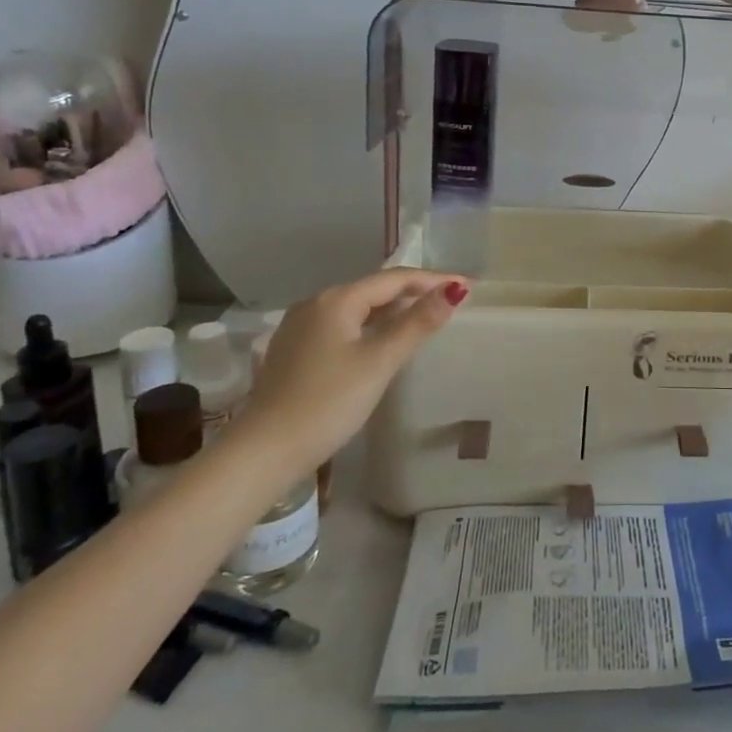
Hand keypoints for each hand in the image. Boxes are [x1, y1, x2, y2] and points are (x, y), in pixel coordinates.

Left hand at [231, 269, 468, 475]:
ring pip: (358, 308)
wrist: (263, 453)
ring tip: (425, 318)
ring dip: (393, 310)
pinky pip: (343, 325)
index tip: (468, 285)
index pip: (395, 278)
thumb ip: (417, 323)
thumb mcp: (379, 361)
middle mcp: (315, 303)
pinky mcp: (295, 350)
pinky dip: (370, 326)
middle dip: (414, 292)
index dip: (434, 279)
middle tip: (451, 301)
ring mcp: (300, 327)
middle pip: (375, 289)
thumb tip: (455, 289)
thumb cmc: (327, 403)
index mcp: (337, 299)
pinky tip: (383, 341)